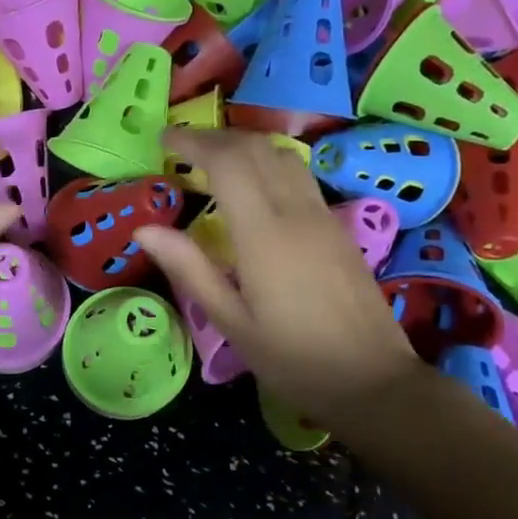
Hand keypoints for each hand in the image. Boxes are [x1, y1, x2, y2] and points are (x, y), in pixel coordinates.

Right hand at [138, 129, 424, 420]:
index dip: (192, 141)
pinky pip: (298, 175)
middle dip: (215, 137)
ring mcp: (322, 216)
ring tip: (212, 160)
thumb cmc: (293, 359)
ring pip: (282, 156)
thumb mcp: (230, 321)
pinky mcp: (337, 227)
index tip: (163, 138)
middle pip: (255, 148)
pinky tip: (251, 186)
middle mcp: (296, 212)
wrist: (373, 381)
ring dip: (244, 146)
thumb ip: (189, 268)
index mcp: (264, 234)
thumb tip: (144, 229)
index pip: (227, 162)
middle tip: (181, 147)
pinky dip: (266, 163)